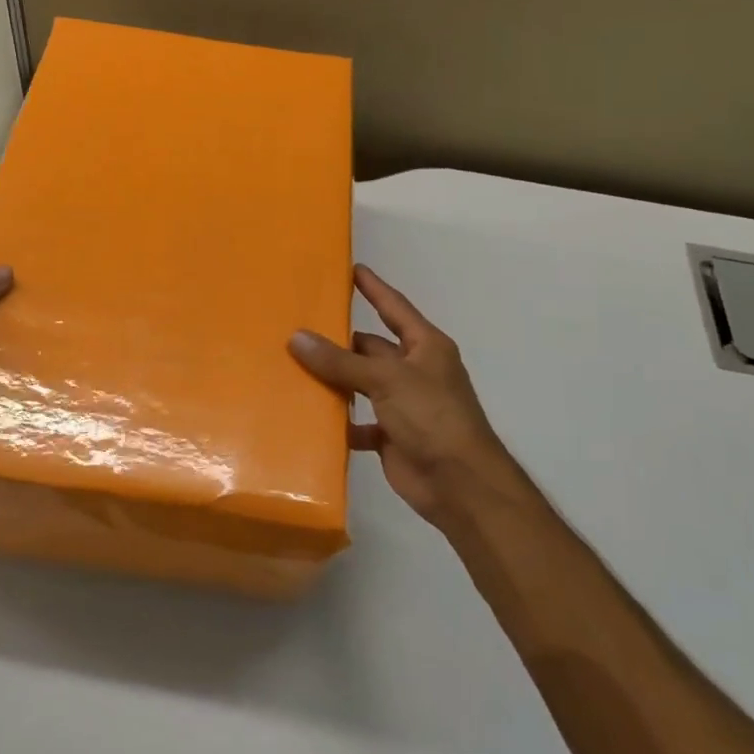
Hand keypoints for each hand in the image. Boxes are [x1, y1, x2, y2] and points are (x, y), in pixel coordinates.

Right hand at [289, 264, 514, 534]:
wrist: (460, 485)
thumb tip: (296, 337)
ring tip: (293, 366)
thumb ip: (340, 360)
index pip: (394, 307)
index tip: (351, 268)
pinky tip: (310, 415)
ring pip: (360, 383)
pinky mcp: (391, 435)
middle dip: (339, 341)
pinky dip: (339, 420)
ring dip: (334, 380)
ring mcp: (402, 404)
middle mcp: (414, 371)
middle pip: (370, 347)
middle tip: (298, 326)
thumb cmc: (432, 417)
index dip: (373, 288)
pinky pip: (358, 420)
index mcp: (425, 347)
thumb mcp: (386, 379)